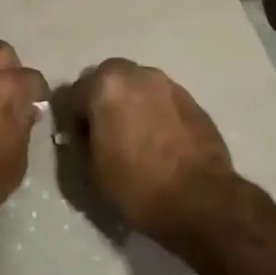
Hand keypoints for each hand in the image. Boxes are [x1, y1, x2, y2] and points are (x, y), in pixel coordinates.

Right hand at [75, 58, 237, 254]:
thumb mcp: (92, 171)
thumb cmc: (138, 185)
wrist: (201, 200)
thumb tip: (84, 134)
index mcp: (107, 85)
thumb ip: (81, 143)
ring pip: (138, 87)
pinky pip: (162, 100)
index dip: (74, 120)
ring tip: (136, 138)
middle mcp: (137, 74)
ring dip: (131, 104)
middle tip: (106, 134)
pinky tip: (160, 142)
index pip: (75, 93)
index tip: (80, 143)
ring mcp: (169, 84)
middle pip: (109, 80)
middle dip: (103, 101)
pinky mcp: (193, 100)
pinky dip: (155, 113)